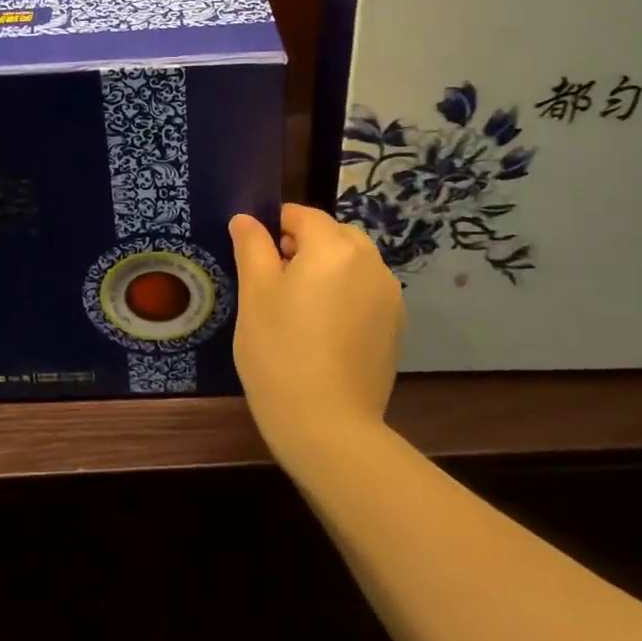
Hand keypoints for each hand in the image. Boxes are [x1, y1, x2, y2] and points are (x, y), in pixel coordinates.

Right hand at [227, 204, 404, 468]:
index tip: (256, 253)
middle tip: (274, 281)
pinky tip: (325, 330)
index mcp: (333, 247)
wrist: (328, 425)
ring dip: (328, 269)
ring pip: (353, 263)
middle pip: (334, 235)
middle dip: (305, 245)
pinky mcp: (396, 326)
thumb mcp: (254, 295)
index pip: (303, 215)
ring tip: (299, 307)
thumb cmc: (280, 352)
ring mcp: (389, 296)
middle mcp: (370, 262)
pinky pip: (366, 292)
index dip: (276, 225)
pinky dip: (346, 295)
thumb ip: (252, 247)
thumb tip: (246, 218)